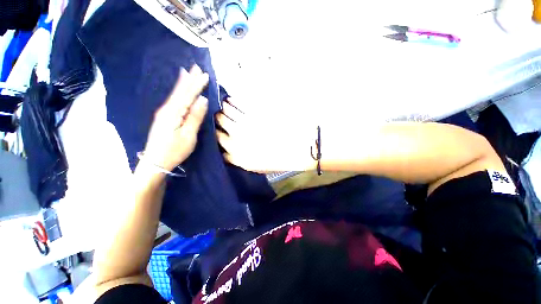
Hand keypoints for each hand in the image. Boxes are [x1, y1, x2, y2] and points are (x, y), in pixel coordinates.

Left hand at [142, 65, 208, 172]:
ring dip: (183, 83)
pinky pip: (173, 100)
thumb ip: (195, 117)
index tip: (204, 74)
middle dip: (189, 79)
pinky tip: (179, 90)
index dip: (196, 84)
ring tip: (187, 72)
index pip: (188, 95)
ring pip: (176, 94)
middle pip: (180, 91)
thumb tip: (203, 100)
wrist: (155, 162)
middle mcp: (167, 109)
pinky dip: (177, 92)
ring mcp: (164, 113)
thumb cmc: (174, 150)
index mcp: (174, 113)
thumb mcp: (189, 135)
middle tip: (196, 67)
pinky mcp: (164, 117)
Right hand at [216, 99, 316, 172]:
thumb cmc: (279, 159)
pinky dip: (232, 101)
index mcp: (238, 155)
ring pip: (226, 112)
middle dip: (219, 120)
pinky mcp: (256, 112)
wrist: (299, 147)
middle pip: (219, 124)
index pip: (219, 140)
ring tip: (225, 106)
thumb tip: (227, 152)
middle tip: (221, 117)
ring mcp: (246, 124)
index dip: (218, 134)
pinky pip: (238, 104)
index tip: (219, 131)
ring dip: (224, 108)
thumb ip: (239, 160)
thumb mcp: (257, 167)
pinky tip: (231, 100)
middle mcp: (238, 139)